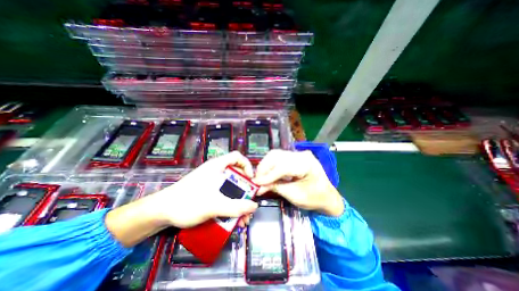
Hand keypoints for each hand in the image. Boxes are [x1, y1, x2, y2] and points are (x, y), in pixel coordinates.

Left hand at [148, 152, 257, 227]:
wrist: (161, 212)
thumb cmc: (187, 202)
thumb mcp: (214, 205)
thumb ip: (236, 207)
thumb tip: (254, 206)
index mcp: (217, 166)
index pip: (237, 157)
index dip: (247, 165)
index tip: (250, 180)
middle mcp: (216, 171)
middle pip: (236, 174)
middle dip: (245, 190)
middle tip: (249, 204)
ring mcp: (212, 181)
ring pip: (231, 187)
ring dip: (239, 201)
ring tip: (243, 218)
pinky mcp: (208, 191)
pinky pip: (224, 194)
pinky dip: (230, 205)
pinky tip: (232, 219)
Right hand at [252, 150, 342, 215]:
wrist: (327, 196)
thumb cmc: (315, 198)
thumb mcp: (295, 196)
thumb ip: (276, 188)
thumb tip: (258, 187)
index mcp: (306, 163)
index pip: (282, 166)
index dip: (268, 175)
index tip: (256, 183)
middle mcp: (301, 154)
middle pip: (276, 156)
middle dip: (264, 168)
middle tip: (256, 181)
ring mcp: (298, 154)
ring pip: (275, 155)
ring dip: (265, 166)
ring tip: (260, 178)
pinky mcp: (294, 157)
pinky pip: (278, 158)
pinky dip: (270, 165)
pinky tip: (266, 174)